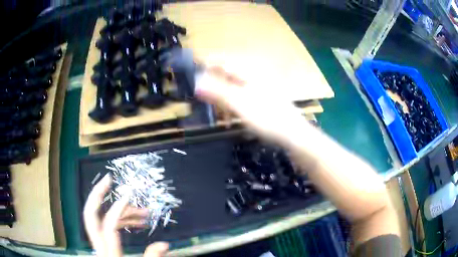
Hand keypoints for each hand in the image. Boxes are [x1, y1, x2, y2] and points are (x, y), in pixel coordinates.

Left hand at [83, 174, 168, 256]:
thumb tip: (164, 244)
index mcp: (109, 253)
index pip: (109, 226)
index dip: (117, 209)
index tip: (129, 195)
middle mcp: (100, 245)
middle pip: (90, 215)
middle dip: (97, 195)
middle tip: (108, 180)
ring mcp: (100, 243)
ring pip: (102, 219)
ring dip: (119, 211)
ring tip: (140, 212)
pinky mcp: (104, 244)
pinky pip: (109, 226)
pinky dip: (120, 220)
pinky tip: (135, 221)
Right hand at [195, 66, 310, 144]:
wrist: (294, 134)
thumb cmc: (268, 118)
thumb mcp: (239, 104)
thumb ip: (217, 91)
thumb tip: (195, 81)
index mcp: (248, 71)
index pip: (220, 61)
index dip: (203, 67)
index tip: (189, 78)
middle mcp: (253, 75)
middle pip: (225, 74)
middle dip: (211, 86)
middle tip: (201, 100)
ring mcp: (258, 86)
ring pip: (231, 87)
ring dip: (221, 99)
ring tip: (217, 114)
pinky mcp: (260, 98)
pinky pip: (240, 96)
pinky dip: (231, 105)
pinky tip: (229, 118)